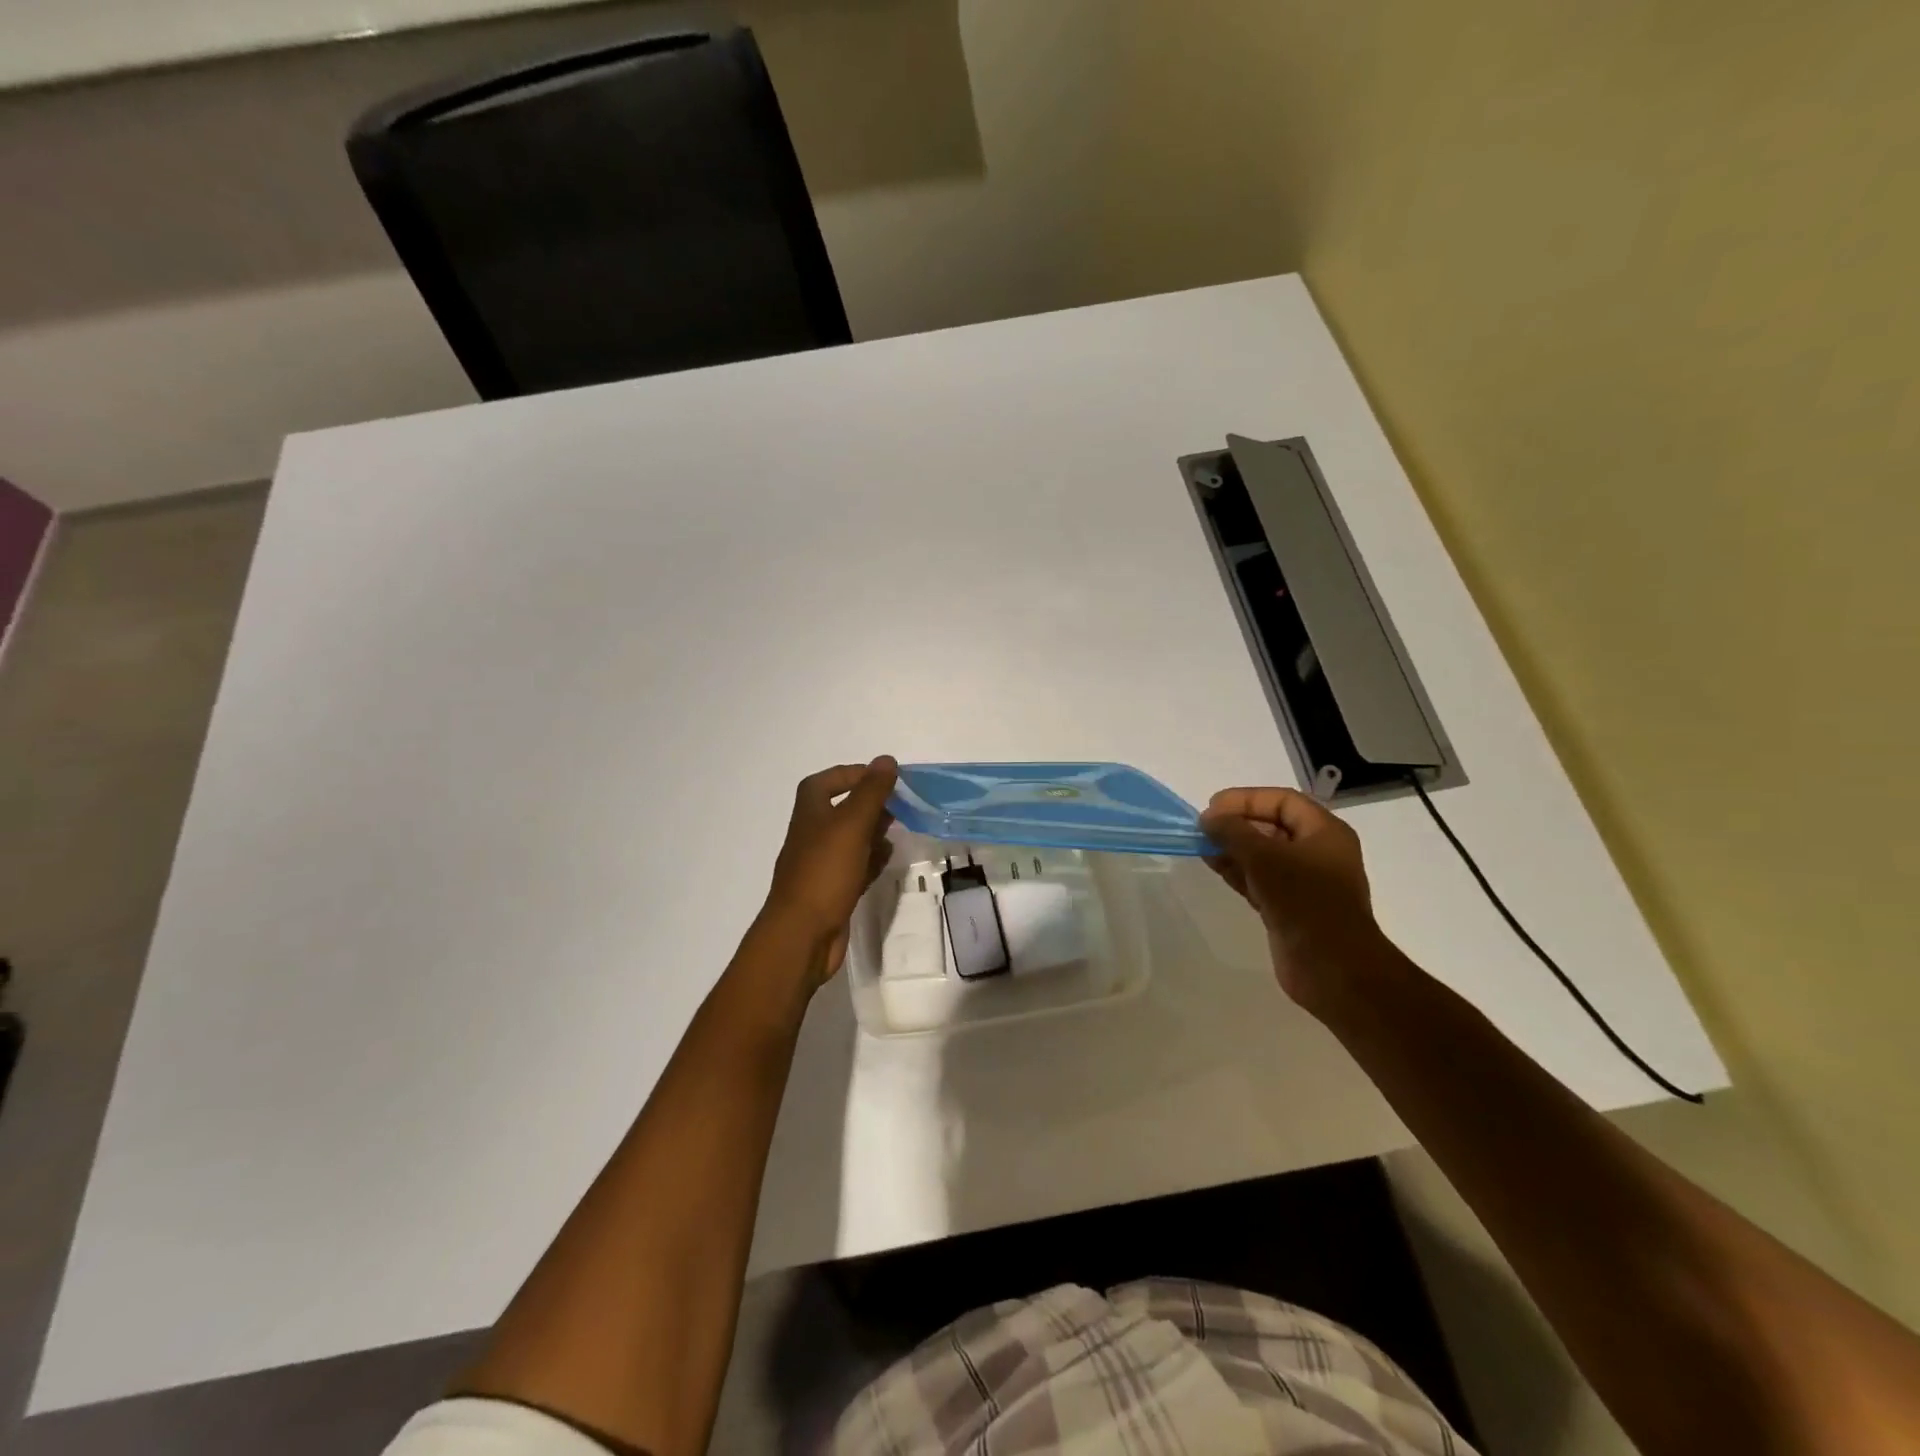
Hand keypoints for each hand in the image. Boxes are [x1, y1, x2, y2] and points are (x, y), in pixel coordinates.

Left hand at [762, 757, 898, 985]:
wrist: (802, 935)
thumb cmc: (824, 872)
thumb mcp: (851, 825)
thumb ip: (871, 792)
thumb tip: (886, 760)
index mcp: (810, 813)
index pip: (826, 781)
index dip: (852, 774)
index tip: (884, 777)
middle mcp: (812, 835)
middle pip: (841, 809)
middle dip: (869, 803)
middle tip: (900, 803)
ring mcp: (821, 865)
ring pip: (850, 839)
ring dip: (873, 831)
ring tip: (900, 828)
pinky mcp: (833, 891)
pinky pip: (855, 867)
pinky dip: (871, 859)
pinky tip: (888, 859)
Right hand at [1199, 786, 1391, 1010]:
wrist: (1333, 969)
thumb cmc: (1306, 902)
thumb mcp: (1265, 858)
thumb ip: (1233, 832)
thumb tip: (1208, 819)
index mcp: (1325, 832)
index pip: (1282, 801)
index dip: (1246, 799)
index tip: (1212, 808)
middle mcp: (1317, 852)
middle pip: (1272, 826)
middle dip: (1237, 824)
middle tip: (1204, 828)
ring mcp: (1304, 882)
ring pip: (1263, 854)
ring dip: (1233, 847)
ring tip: (1201, 846)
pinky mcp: (1289, 907)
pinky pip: (1259, 878)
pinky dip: (1237, 870)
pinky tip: (1214, 866)